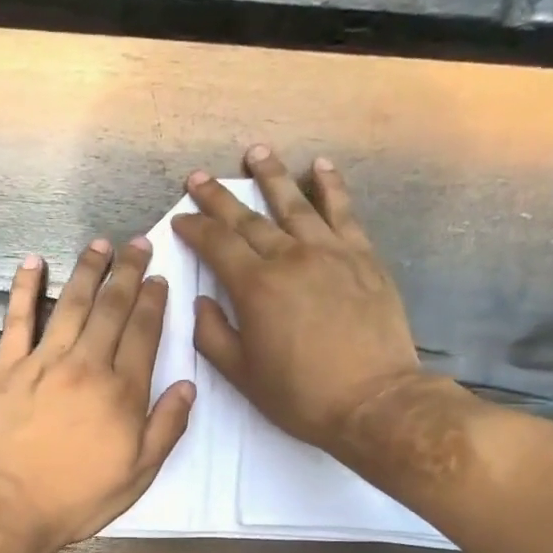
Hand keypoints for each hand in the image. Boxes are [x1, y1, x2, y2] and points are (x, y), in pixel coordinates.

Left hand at [0, 239, 194, 552]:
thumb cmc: (79, 498)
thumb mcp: (138, 474)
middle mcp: (86, 366)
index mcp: (122, 392)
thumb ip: (166, 427)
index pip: (144, 333)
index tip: (159, 278)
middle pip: (112, 308)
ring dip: (89, 270)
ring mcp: (43, 363)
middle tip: (137, 244)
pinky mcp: (7, 369)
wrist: (12, 507)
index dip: (153, 301)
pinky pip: (17, 319)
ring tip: (101, 245)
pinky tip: (34, 262)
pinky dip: (26, 288)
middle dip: (128, 272)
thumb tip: (187, 385)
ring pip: (72, 304)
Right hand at [174, 148, 423, 460]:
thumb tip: (201, 301)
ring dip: (271, 176)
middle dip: (219, 198)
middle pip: (248, 219)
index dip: (194, 229)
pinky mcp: (362, 257)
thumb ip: (213, 336)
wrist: (372, 400)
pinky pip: (343, 212)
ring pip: (295, 204)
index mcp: (255, 288)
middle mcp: (289, 258)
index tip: (180, 218)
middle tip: (199, 178)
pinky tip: (320, 167)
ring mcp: (330, 252)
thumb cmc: (300, 395)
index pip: (216, 246)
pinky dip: (330, 186)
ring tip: (255, 152)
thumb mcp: (242, 376)